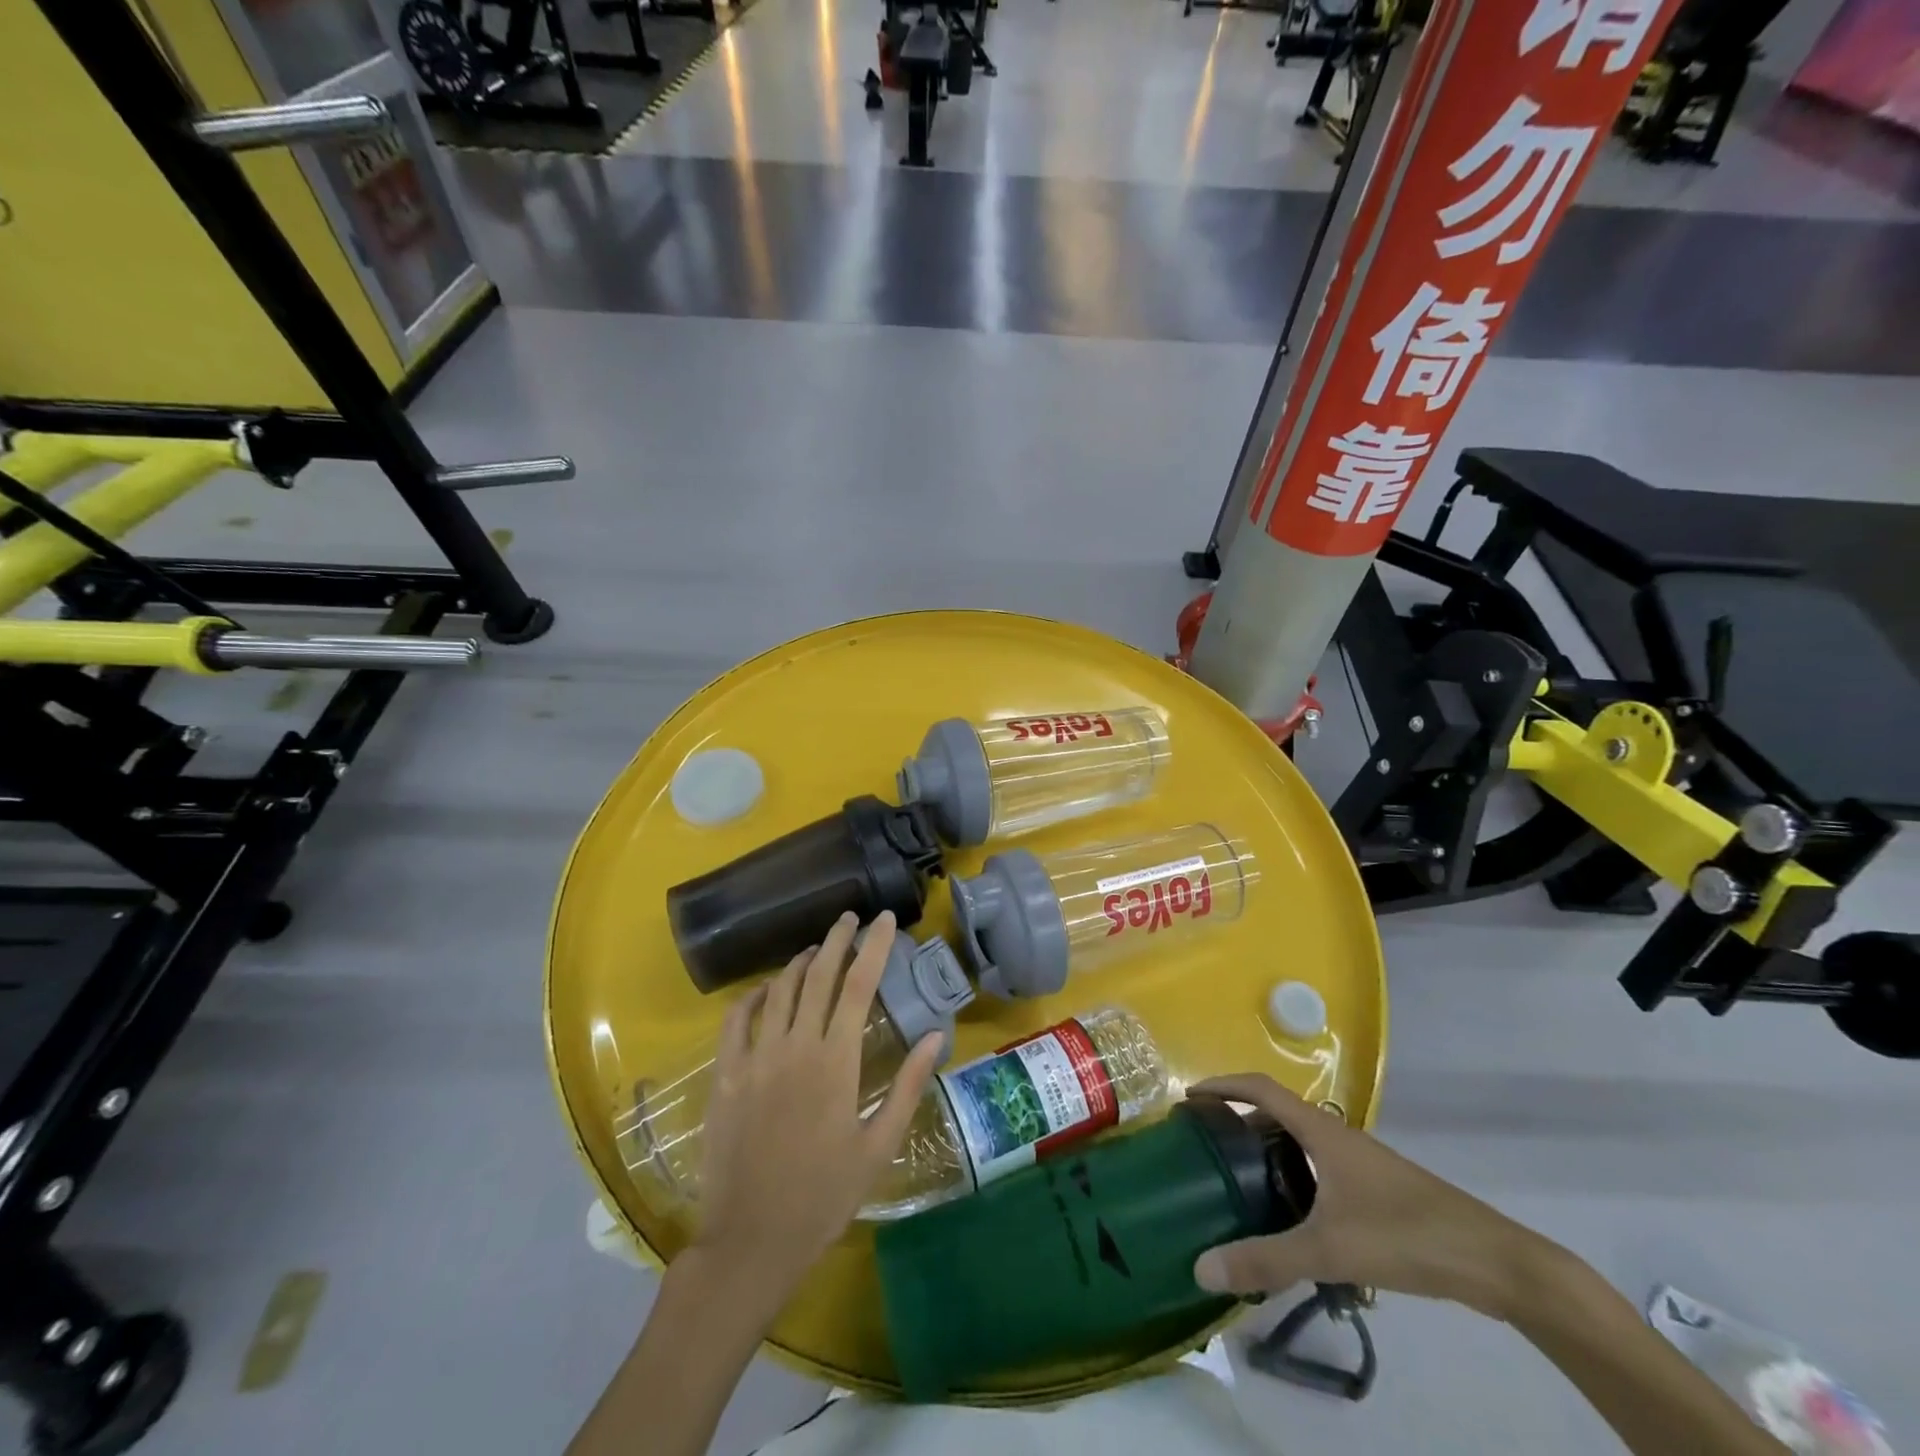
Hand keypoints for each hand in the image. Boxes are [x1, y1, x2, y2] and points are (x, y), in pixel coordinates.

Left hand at [692, 911, 943, 1301]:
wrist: (751, 1241)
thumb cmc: (824, 1195)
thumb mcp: (879, 1146)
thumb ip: (907, 1086)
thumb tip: (936, 1036)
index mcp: (836, 1061)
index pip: (859, 984)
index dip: (874, 946)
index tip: (885, 919)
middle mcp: (795, 1046)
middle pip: (818, 974)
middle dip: (837, 939)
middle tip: (850, 918)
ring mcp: (756, 1058)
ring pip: (780, 989)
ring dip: (800, 961)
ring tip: (816, 949)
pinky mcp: (726, 1075)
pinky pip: (737, 1018)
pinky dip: (754, 995)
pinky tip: (766, 989)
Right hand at [1188, 1074, 1537, 1318]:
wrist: (1493, 1261)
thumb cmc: (1405, 1235)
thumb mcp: (1329, 1249)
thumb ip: (1266, 1259)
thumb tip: (1201, 1267)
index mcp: (1320, 1129)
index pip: (1260, 1087)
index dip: (1222, 1085)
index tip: (1189, 1098)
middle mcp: (1336, 1133)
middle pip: (1277, 1110)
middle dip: (1238, 1117)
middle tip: (1206, 1143)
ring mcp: (1359, 1160)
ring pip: (1299, 1140)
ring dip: (1266, 1146)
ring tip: (1238, 1176)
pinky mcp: (1375, 1188)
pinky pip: (1318, 1165)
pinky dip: (1292, 1173)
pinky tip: (1290, 1214)